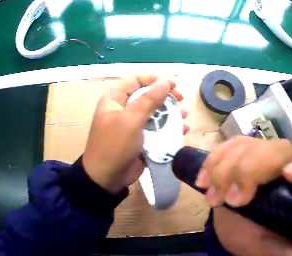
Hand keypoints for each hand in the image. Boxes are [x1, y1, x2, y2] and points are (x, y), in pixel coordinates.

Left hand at [83, 75, 187, 193]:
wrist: (107, 178)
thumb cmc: (114, 146)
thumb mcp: (130, 121)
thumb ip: (148, 100)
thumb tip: (165, 82)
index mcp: (115, 99)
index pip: (135, 80)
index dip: (154, 79)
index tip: (172, 85)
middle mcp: (123, 108)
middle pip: (147, 95)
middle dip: (165, 96)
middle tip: (181, 100)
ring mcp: (132, 124)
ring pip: (154, 112)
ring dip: (170, 112)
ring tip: (184, 115)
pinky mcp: (140, 138)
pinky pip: (156, 128)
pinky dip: (169, 127)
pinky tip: (182, 130)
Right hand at [196, 136, 291, 254]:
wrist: (249, 234)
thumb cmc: (268, 242)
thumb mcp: (281, 251)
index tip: (287, 176)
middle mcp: (291, 167)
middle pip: (279, 150)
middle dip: (250, 170)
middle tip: (230, 199)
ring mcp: (267, 159)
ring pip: (252, 144)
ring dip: (227, 166)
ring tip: (213, 195)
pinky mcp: (246, 157)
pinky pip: (232, 146)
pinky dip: (215, 158)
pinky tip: (204, 177)